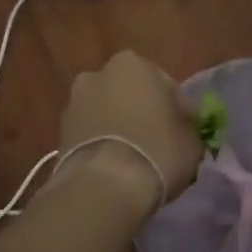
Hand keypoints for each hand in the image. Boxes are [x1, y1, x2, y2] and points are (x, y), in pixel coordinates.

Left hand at [53, 52, 202, 217]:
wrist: (104, 186)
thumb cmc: (157, 151)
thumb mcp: (192, 139)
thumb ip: (187, 124)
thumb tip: (180, 125)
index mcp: (131, 64)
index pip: (165, 84)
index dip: (178, 109)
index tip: (184, 130)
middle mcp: (97, 75)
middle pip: (129, 94)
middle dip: (141, 111)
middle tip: (158, 140)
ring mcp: (73, 103)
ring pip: (106, 112)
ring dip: (118, 126)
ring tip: (134, 157)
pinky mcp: (59, 133)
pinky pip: (90, 133)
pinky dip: (101, 143)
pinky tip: (114, 165)